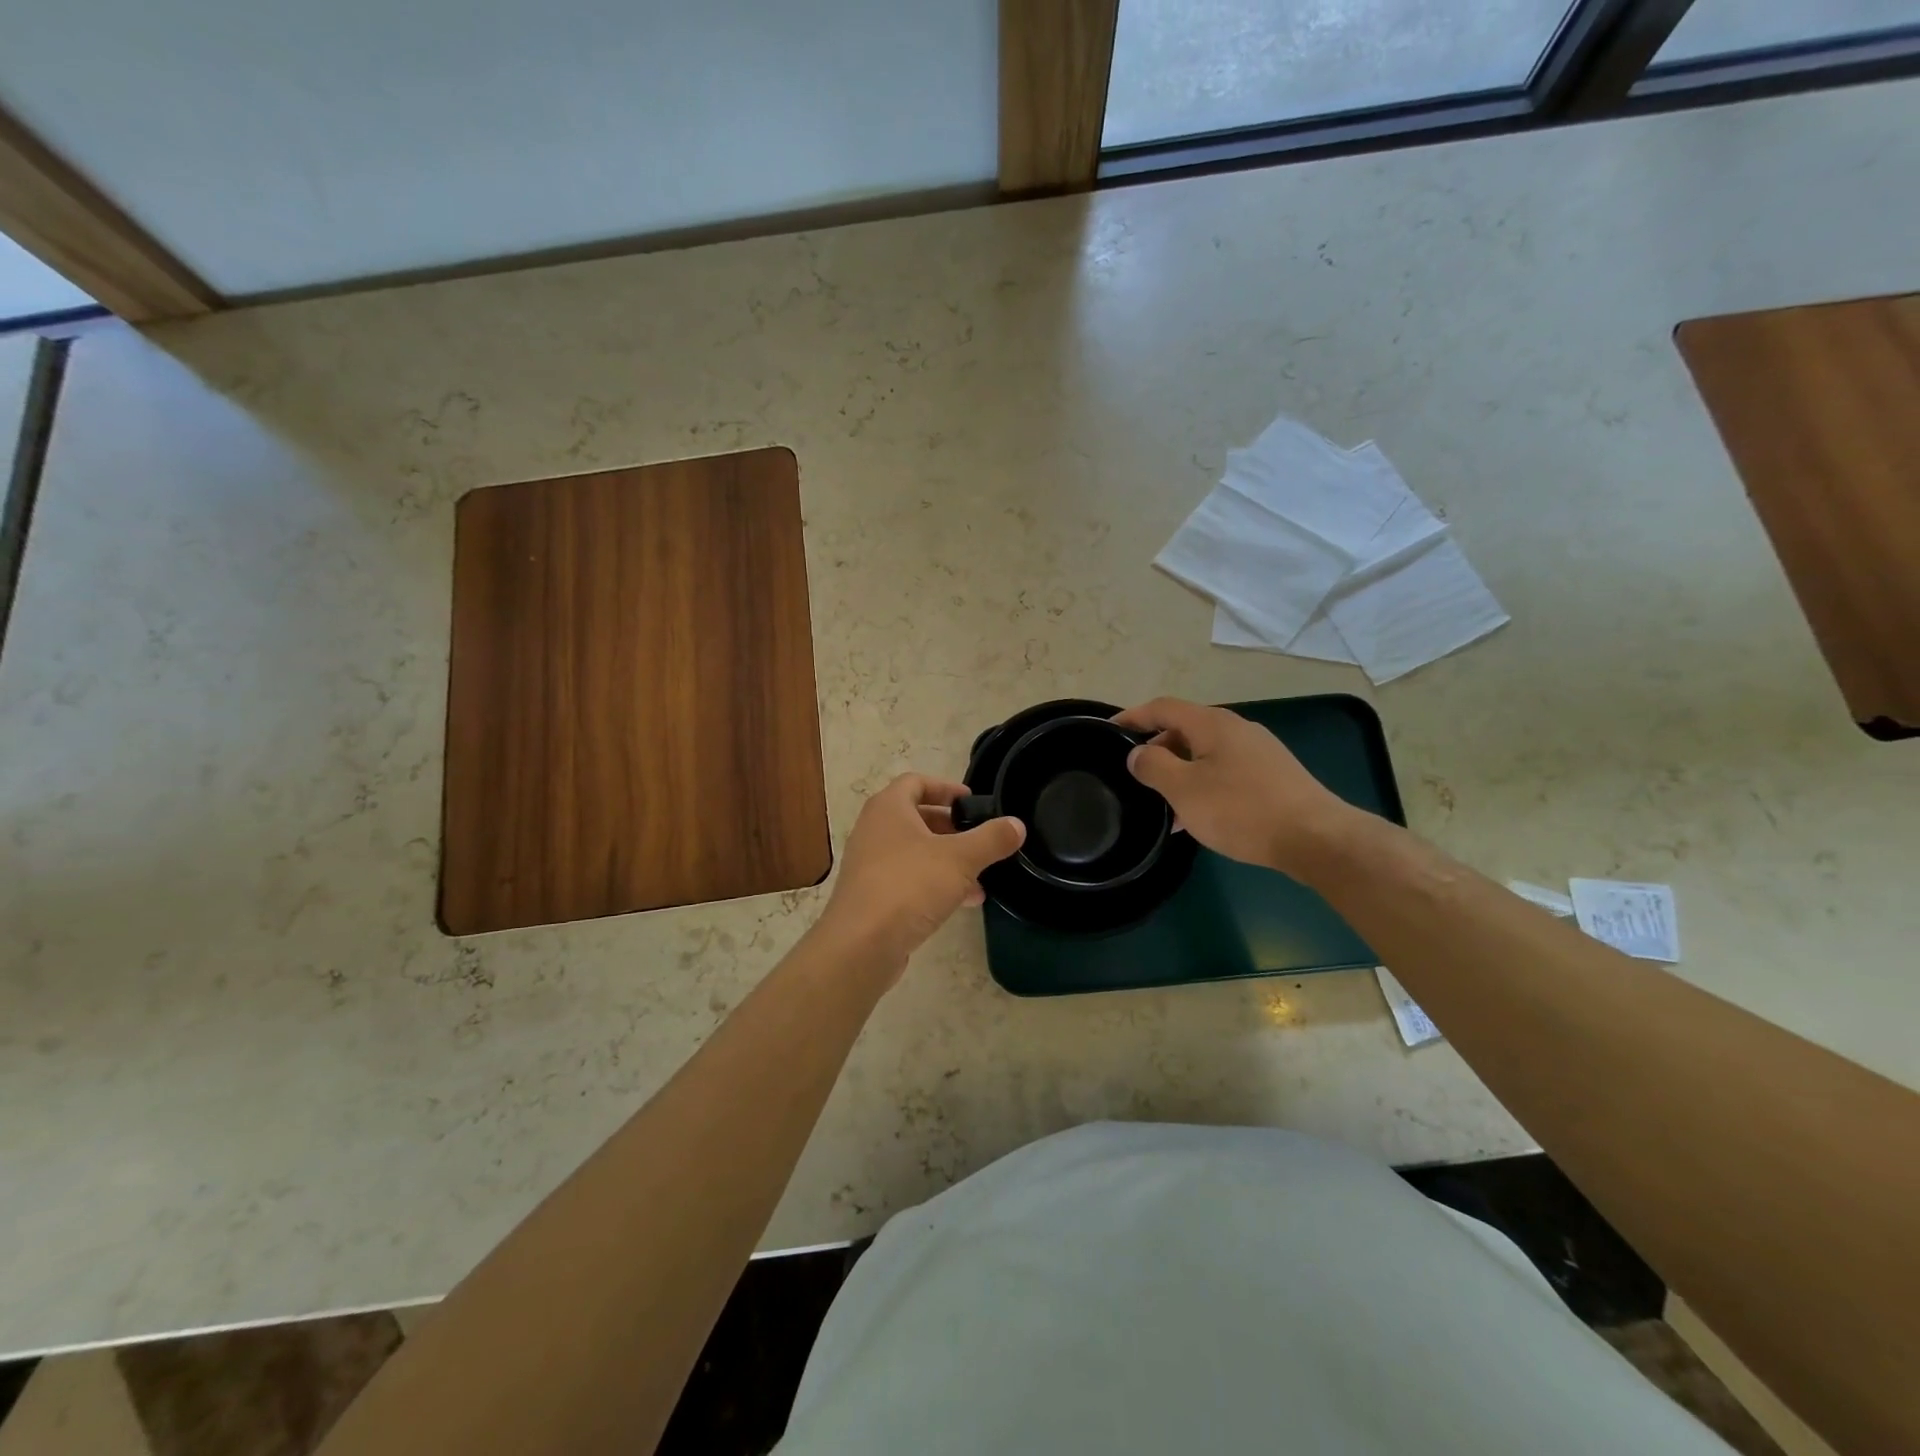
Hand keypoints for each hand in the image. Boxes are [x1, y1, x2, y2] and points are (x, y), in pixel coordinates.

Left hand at [815, 774, 1024, 975]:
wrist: (861, 945)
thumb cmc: (909, 886)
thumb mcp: (960, 859)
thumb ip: (991, 839)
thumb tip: (1017, 824)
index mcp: (889, 808)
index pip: (916, 782)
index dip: (946, 787)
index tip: (972, 802)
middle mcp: (874, 830)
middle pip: (916, 817)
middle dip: (951, 828)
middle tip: (979, 838)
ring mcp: (870, 865)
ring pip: (915, 852)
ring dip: (947, 860)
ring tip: (981, 876)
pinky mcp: (872, 896)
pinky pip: (908, 880)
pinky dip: (935, 884)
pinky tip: (965, 902)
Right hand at [1114, 698, 1355, 875]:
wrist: (1315, 837)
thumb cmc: (1241, 809)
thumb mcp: (1184, 789)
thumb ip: (1153, 766)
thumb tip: (1138, 753)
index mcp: (1212, 724)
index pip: (1163, 707)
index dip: (1133, 716)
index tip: (1109, 731)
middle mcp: (1237, 729)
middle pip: (1185, 729)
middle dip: (1156, 749)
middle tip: (1135, 775)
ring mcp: (1259, 751)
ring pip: (1205, 754)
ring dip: (1180, 772)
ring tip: (1162, 804)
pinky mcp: (1273, 776)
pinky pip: (1225, 771)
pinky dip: (1203, 785)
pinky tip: (1198, 817)